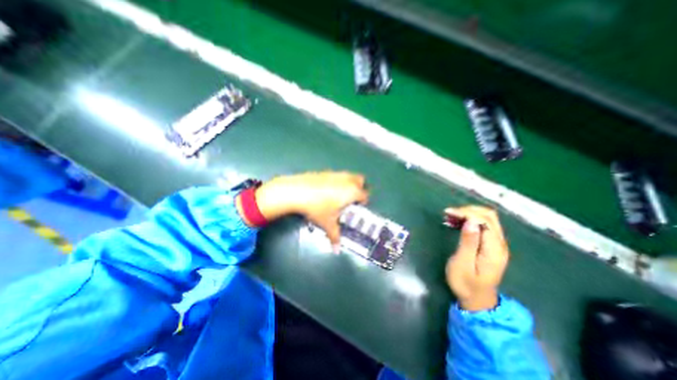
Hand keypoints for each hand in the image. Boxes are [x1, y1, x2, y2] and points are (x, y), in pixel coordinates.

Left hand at [253, 171, 367, 245]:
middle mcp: (347, 180)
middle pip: (360, 180)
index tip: (356, 209)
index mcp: (352, 192)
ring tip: (338, 196)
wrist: (297, 191)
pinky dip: (336, 181)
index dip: (363, 202)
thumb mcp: (327, 223)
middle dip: (359, 188)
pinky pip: (337, 175)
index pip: (365, 195)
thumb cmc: (317, 208)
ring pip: (348, 176)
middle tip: (350, 199)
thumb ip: (335, 236)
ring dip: (348, 184)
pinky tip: (325, 191)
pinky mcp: (325, 171)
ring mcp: (336, 173)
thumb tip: (337, 250)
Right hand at [446, 207, 507, 309]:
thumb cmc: (465, 283)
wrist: (477, 300)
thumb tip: (471, 221)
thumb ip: (468, 242)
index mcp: (494, 249)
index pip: (484, 220)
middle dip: (468, 210)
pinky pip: (484, 225)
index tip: (448, 213)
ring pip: (487, 218)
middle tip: (449, 214)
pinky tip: (458, 223)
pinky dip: (470, 220)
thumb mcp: (462, 264)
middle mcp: (500, 243)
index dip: (466, 212)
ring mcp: (497, 244)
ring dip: (469, 213)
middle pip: (489, 216)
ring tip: (450, 217)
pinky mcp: (491, 245)